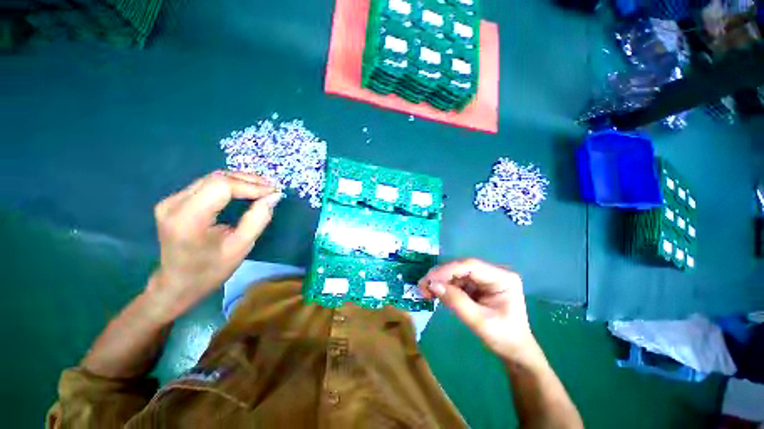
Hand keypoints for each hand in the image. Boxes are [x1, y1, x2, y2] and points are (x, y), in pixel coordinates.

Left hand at [147, 171, 281, 320]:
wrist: (177, 283)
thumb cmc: (210, 270)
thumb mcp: (241, 247)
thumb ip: (258, 218)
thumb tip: (273, 196)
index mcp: (188, 219)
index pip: (221, 186)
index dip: (250, 186)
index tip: (273, 192)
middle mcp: (174, 204)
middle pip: (216, 178)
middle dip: (248, 180)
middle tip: (271, 188)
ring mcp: (171, 200)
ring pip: (212, 178)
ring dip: (240, 180)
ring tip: (263, 187)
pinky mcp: (175, 201)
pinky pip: (207, 185)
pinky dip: (230, 185)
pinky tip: (245, 190)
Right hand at [419, 259, 538, 362]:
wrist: (514, 352)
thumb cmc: (503, 338)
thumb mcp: (479, 322)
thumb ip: (456, 302)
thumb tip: (433, 285)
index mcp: (502, 278)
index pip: (471, 266)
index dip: (448, 270)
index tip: (430, 279)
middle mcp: (493, 273)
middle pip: (462, 268)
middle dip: (441, 276)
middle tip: (423, 285)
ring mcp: (484, 279)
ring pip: (457, 274)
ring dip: (440, 281)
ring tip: (425, 290)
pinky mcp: (477, 286)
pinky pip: (457, 282)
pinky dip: (444, 287)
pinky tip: (434, 293)